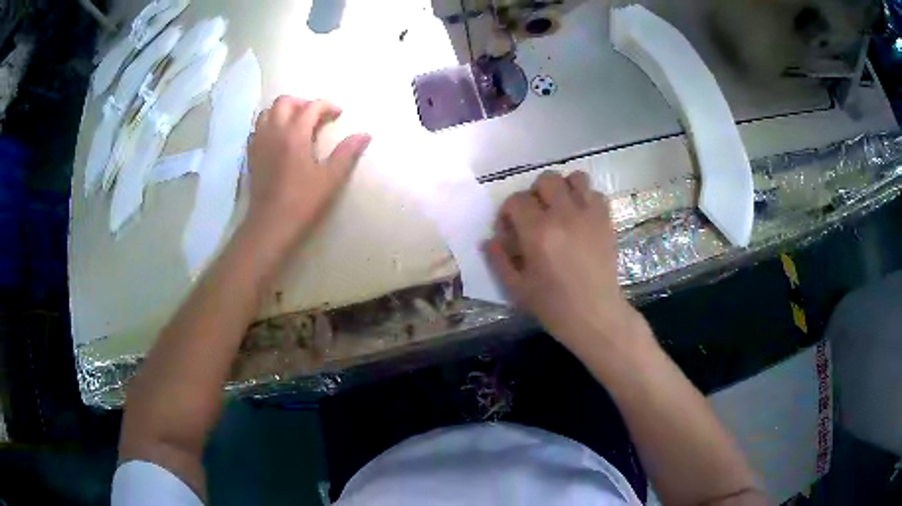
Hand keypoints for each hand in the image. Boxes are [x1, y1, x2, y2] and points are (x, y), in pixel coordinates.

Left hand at [246, 96, 370, 245]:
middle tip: (315, 116)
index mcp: (295, 134)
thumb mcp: (330, 178)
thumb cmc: (302, 201)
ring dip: (283, 111)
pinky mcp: (251, 154)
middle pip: (284, 101)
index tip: (339, 114)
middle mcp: (274, 131)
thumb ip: (347, 153)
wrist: (270, 224)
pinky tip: (278, 138)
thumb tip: (365, 134)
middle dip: (302, 103)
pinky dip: (269, 125)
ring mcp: (259, 142)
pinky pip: (258, 128)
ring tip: (296, 123)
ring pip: (267, 112)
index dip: (328, 105)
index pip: (312, 106)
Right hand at [487, 171, 638, 353]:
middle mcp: (564, 215)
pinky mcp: (606, 221)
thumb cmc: (553, 306)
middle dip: (535, 193)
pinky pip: (596, 194)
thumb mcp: (516, 288)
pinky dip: (586, 199)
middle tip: (536, 216)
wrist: (595, 316)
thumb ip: (498, 260)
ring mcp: (589, 215)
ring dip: (564, 189)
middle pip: (546, 179)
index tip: (510, 230)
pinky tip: (581, 218)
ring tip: (561, 210)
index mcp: (537, 232)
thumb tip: (488, 240)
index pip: (516, 200)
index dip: (508, 212)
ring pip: (575, 178)